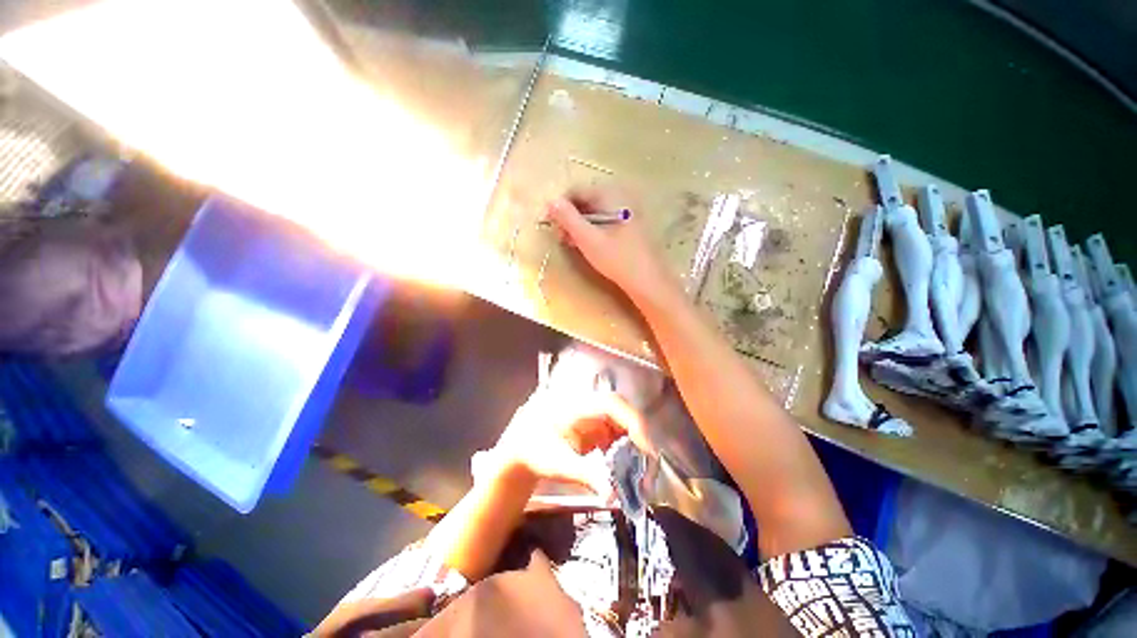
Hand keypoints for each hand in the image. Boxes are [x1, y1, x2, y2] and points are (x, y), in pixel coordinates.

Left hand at [478, 387, 646, 497]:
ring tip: (642, 480)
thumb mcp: (557, 463)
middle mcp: (589, 405)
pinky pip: (618, 438)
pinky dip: (626, 456)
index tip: (647, 451)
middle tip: (648, 474)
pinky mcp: (596, 428)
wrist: (520, 449)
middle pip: (624, 415)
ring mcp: (593, 416)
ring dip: (636, 452)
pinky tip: (627, 475)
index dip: (634, 423)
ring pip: (625, 428)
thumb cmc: (534, 451)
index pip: (612, 404)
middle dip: (641, 443)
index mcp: (577, 405)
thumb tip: (614, 494)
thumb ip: (586, 474)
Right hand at [546, 185, 678, 304]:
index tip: (549, 223)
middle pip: (586, 200)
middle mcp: (621, 195)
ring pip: (596, 211)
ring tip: (571, 243)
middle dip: (570, 217)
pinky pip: (606, 219)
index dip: (560, 206)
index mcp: (611, 194)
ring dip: (580, 224)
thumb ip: (568, 218)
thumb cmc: (617, 259)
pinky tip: (588, 244)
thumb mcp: (588, 239)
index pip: (576, 191)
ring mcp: (628, 209)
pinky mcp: (631, 223)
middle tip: (561, 236)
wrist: (649, 280)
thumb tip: (551, 201)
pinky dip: (593, 229)